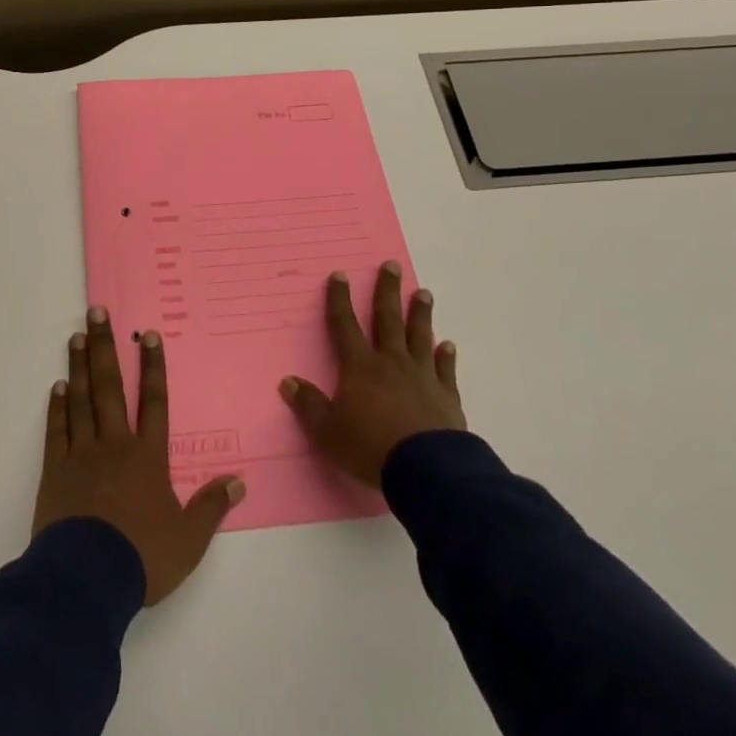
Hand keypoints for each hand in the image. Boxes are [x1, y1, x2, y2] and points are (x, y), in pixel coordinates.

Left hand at [33, 307, 245, 605]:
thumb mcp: (189, 540)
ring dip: (79, 367)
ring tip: (76, 337)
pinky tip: (58, 387)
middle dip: (105, 347)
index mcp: (148, 457)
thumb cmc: (142, 557)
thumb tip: (239, 481)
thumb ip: (211, 507)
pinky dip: (58, 407)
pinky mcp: (56, 470)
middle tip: (96, 312)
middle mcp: (115, 444)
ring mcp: (82, 454)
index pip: (154, 402)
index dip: (153, 367)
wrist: (87, 579)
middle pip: (111, 387)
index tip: (148, 335)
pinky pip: (57, 431)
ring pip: (82, 400)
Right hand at [280, 262, 465, 487]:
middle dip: (387, 291)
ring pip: (419, 336)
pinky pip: (445, 369)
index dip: (340, 299)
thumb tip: (288, 382)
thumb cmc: (370, 447)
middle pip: (388, 319)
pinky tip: (448, 345)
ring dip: (420, 313)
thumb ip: (309, 405)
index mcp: (360, 367)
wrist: (426, 470)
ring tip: (423, 292)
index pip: (345, 325)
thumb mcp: (327, 431)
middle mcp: (391, 362)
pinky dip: (446, 356)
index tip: (340, 274)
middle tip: (392, 265)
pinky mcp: (446, 396)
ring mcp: (422, 376)